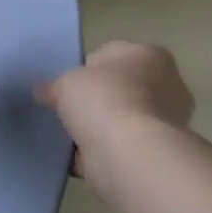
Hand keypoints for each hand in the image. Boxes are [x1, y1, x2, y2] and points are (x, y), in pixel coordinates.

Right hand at [37, 42, 193, 183]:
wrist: (130, 154)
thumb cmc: (101, 99)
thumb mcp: (63, 82)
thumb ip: (53, 85)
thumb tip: (42, 92)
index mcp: (148, 55)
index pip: (114, 55)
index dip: (90, 70)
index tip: (71, 85)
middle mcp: (167, 84)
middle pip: (123, 88)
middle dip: (101, 100)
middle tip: (72, 110)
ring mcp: (169, 123)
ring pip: (125, 120)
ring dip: (104, 128)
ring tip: (72, 136)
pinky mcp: (162, 154)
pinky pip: (125, 148)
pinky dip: (105, 153)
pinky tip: (80, 157)